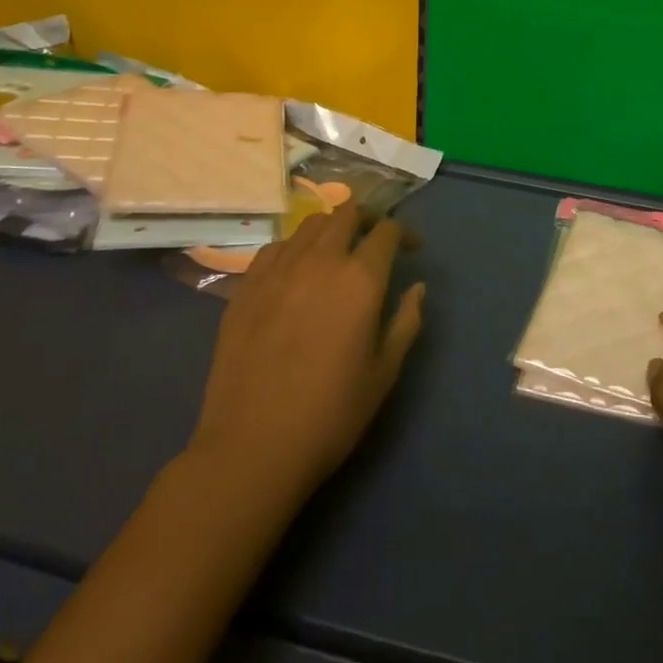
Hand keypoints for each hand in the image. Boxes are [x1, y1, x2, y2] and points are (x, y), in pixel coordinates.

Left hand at [184, 202, 423, 507]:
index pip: (387, 231)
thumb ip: (406, 321)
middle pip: (347, 214)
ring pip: (310, 225)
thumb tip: (416, 287)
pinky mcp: (245, 287)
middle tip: (375, 241)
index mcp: (360, 279)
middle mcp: (320, 261)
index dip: (405, 234)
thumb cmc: (330, 415)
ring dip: (331, 229)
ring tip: (336, 253)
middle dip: (368, 220)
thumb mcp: (384, 373)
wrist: (252, 448)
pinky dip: (294, 249)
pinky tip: (295, 273)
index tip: (412, 250)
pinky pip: (275, 248)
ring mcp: (278, 271)